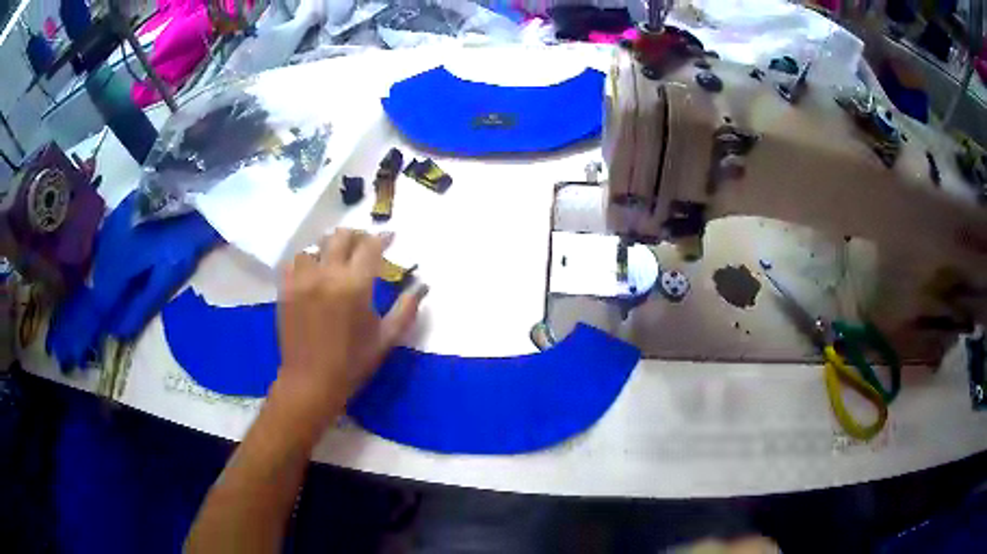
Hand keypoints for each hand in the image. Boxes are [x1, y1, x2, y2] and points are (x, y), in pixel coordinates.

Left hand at [272, 229, 425, 426]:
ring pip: (315, 246)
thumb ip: (406, 308)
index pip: (370, 246)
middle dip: (356, 235)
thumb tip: (423, 285)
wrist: (311, 382)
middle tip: (364, 245)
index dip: (383, 237)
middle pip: (341, 236)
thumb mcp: (387, 339)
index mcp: (355, 285)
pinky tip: (313, 273)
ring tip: (335, 260)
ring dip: (328, 248)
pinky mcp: (286, 289)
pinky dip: (307, 261)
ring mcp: (302, 280)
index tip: (390, 238)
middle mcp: (327, 274)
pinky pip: (294, 262)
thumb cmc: (353, 363)